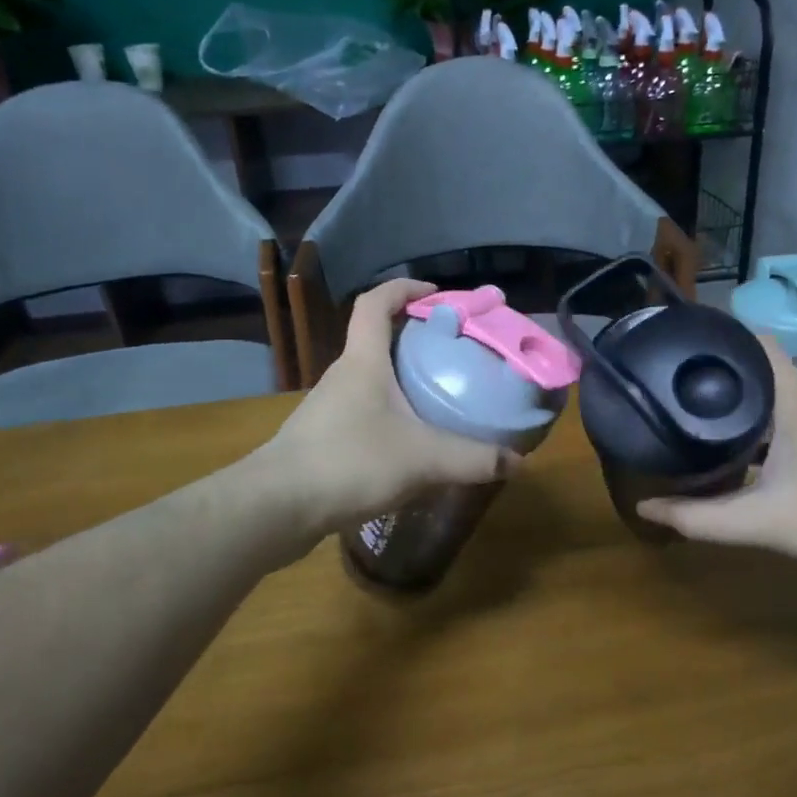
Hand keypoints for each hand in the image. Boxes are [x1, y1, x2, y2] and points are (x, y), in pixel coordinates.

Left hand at [259, 279, 515, 536]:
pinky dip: (391, 414)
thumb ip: (473, 459)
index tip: (437, 295)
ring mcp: (329, 407)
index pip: (376, 303)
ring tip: (439, 397)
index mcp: (363, 361)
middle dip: (414, 338)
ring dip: (402, 380)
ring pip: (371, 379)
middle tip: (453, 353)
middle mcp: (343, 376)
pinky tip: (411, 442)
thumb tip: (518, 461)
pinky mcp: (324, 438)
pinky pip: (365, 412)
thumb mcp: (423, 459)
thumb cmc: (350, 462)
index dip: (404, 288)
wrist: (278, 507)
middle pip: (377, 340)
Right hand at [636, 337, 796, 574]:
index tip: (679, 347)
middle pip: (758, 366)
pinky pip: (783, 418)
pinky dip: (755, 424)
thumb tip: (645, 506)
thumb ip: (701, 518)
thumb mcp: (764, 523)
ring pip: (771, 395)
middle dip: (716, 371)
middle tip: (671, 384)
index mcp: (794, 400)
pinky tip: (733, 450)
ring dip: (736, 400)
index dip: (719, 336)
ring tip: (690, 413)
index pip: (756, 341)